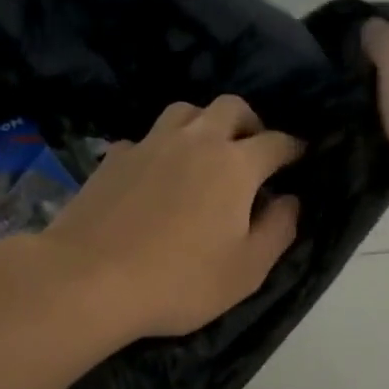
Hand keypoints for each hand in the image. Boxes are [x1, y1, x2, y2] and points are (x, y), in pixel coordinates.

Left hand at [43, 97, 302, 339]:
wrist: (89, 280)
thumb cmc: (179, 281)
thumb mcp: (246, 270)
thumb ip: (278, 230)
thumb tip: (290, 200)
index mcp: (235, 165)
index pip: (277, 142)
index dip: (294, 148)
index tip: (300, 156)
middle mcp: (195, 141)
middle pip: (231, 107)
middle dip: (250, 122)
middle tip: (253, 149)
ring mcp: (150, 144)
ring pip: (185, 111)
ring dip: (204, 123)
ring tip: (205, 152)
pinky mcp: (114, 158)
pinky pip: (146, 138)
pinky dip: (160, 148)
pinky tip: (155, 173)